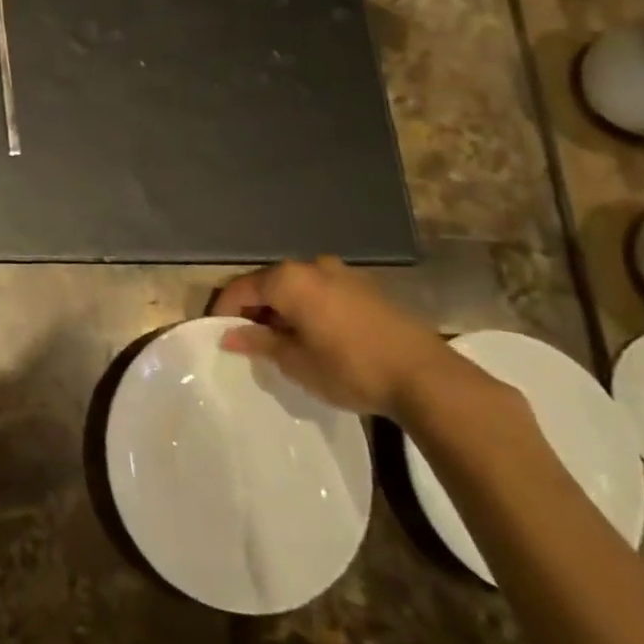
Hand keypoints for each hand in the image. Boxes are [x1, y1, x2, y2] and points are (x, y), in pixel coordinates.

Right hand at [213, 257, 455, 418]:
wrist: (424, 376)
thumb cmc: (349, 368)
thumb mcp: (295, 362)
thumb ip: (259, 342)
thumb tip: (229, 335)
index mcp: (288, 279)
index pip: (241, 288)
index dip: (225, 311)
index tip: (218, 334)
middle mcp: (312, 266)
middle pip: (269, 283)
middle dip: (255, 308)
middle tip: (249, 339)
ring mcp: (343, 273)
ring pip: (298, 287)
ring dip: (284, 308)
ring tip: (283, 340)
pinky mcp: (367, 287)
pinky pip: (323, 292)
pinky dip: (309, 308)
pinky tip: (315, 335)